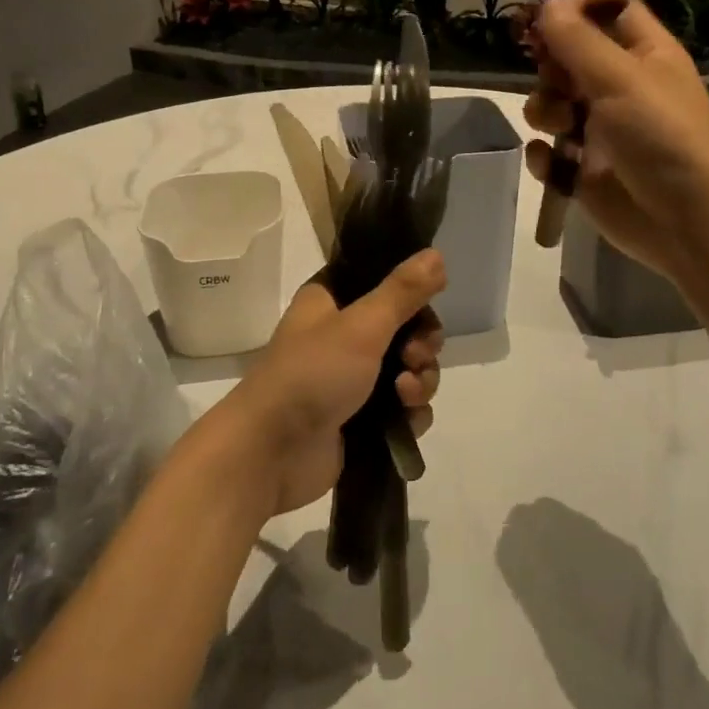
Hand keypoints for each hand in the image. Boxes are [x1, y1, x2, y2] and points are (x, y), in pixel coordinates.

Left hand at [219, 250, 445, 516]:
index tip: (427, 304)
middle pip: (406, 327)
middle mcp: (344, 334)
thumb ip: (404, 291)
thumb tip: (437, 254)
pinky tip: (406, 420)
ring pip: (409, 368)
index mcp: (334, 300)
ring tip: (406, 394)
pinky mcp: (363, 418)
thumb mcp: (362, 325)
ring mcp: (353, 378)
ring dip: (420, 379)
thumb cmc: (312, 374)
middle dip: (422, 343)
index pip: (384, 281)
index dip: (411, 293)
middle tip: (416, 355)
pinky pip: (404, 406)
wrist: (271, 454)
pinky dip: (411, 411)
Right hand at [524, 0, 708, 282]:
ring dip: (544, 111)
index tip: (544, 16)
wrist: (686, 221)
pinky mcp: (584, 169)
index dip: (578, 8)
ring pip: (552, 103)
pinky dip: (545, 156)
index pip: (610, 11)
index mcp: (645, 54)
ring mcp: (601, 130)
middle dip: (551, 67)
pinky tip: (554, 164)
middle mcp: (622, 87)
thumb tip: (548, 4)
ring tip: (560, 129)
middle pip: (569, 58)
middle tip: (554, 79)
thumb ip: (577, 40)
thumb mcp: (620, 78)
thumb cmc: (661, 136)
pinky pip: (548, 151)